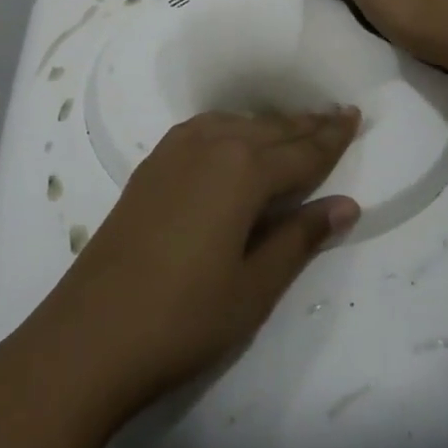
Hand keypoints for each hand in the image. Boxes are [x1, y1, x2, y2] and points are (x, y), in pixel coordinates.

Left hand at [1, 109, 361, 423]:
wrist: (92, 332)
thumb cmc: (185, 317)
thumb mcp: (255, 286)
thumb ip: (300, 238)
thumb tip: (346, 205)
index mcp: (243, 171)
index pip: (301, 151)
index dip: (332, 137)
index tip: (356, 116)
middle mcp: (210, 146)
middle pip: (269, 130)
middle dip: (305, 124)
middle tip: (337, 115)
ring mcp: (174, 152)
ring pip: (234, 124)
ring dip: (268, 125)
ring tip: (294, 127)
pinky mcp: (150, 166)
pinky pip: (203, 130)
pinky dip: (231, 127)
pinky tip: (234, 138)